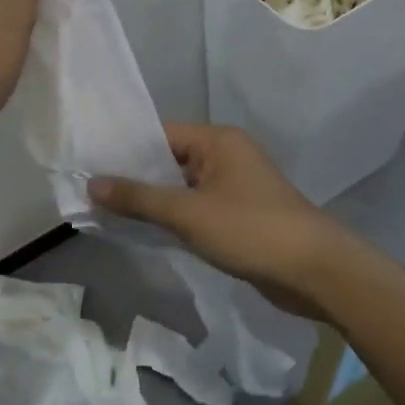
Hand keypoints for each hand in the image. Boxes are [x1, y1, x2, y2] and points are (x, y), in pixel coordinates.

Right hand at [89, 124, 355, 319]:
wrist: (314, 271)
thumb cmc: (251, 230)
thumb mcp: (188, 213)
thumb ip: (139, 198)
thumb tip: (92, 183)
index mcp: (218, 141)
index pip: (160, 133)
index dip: (125, 150)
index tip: (89, 166)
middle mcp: (226, 156)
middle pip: (169, 159)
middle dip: (135, 178)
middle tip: (91, 193)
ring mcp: (235, 186)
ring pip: (182, 187)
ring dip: (153, 201)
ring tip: (109, 213)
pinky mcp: (239, 215)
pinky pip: (196, 208)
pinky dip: (174, 217)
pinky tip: (146, 231)